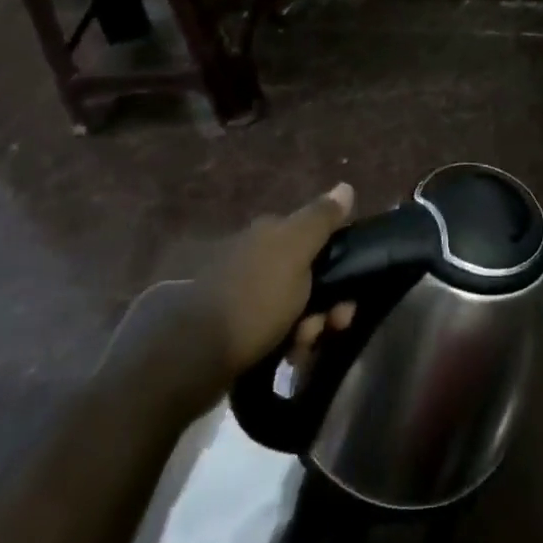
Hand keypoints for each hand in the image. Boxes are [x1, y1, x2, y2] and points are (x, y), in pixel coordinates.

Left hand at [200, 182, 355, 371]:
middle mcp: (253, 257)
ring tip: (303, 347)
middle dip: (325, 302)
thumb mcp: (295, 251)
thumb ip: (321, 219)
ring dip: (308, 326)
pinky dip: (286, 342)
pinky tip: (288, 356)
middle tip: (332, 325)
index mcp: (268, 234)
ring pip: (292, 307)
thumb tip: (345, 187)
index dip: (337, 263)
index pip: (313, 237)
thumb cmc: (254, 297)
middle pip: (306, 276)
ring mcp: (241, 293)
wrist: (193, 354)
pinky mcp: (232, 327)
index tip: (349, 294)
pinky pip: (273, 330)